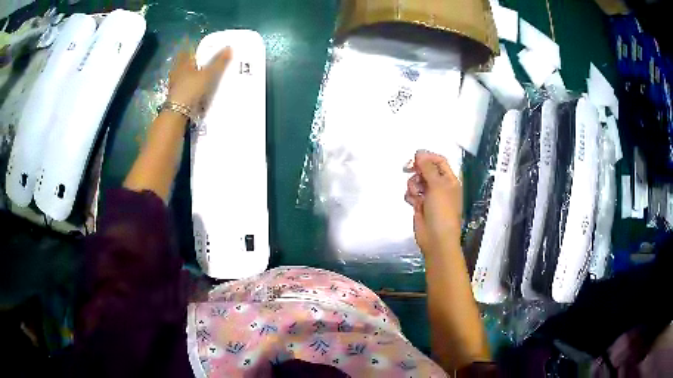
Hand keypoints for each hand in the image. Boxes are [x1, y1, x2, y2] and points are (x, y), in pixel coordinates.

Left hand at [167, 45, 231, 109]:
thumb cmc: (192, 89)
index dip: (192, 49)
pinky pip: (182, 87)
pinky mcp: (174, 97)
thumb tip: (229, 47)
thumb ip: (219, 62)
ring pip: (182, 76)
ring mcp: (174, 85)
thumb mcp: (208, 74)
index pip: (186, 52)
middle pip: (183, 64)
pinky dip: (188, 87)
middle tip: (201, 63)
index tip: (199, 49)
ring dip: (189, 76)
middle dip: (191, 63)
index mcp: (183, 64)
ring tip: (199, 77)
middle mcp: (176, 72)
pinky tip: (194, 90)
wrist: (178, 112)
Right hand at [405, 151, 462, 257]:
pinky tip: (413, 203)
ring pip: (416, 181)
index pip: (439, 161)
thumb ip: (427, 168)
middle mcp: (440, 186)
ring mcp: (429, 196)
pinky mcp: (420, 205)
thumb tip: (419, 152)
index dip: (427, 157)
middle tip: (407, 169)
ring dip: (413, 185)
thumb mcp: (437, 186)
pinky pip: (411, 193)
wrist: (436, 238)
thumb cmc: (442, 210)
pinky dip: (411, 196)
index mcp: (449, 180)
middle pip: (425, 169)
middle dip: (417, 170)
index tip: (415, 158)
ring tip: (416, 195)